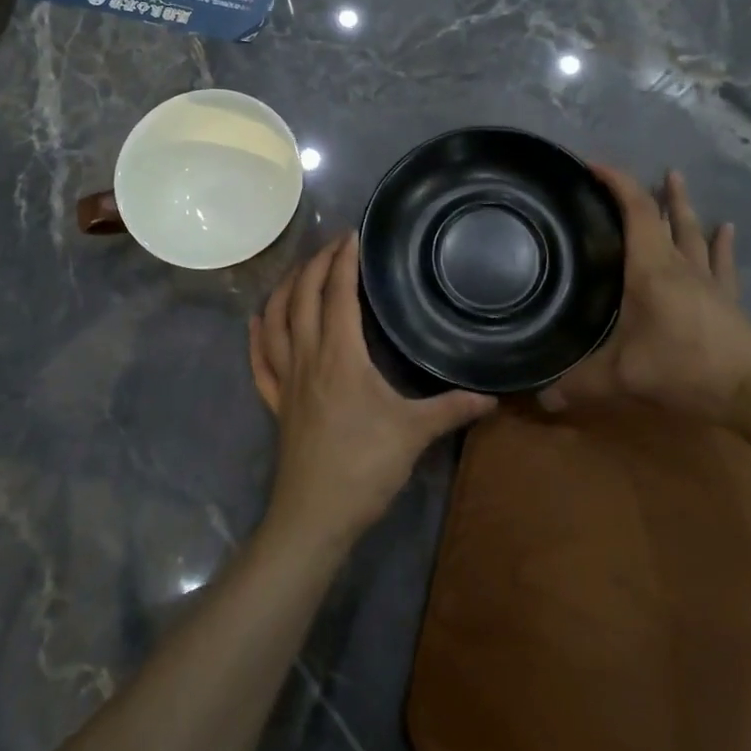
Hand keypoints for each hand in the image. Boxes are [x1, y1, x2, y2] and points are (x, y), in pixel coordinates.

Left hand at [250, 233, 495, 547]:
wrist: (315, 515)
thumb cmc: (364, 467)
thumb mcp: (415, 433)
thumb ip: (453, 408)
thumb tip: (493, 395)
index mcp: (341, 356)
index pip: (338, 294)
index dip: (343, 261)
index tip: (352, 235)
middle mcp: (308, 357)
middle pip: (302, 298)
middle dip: (315, 265)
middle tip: (333, 245)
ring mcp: (286, 380)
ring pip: (276, 322)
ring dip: (285, 291)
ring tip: (298, 271)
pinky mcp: (276, 404)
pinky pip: (260, 361)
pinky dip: (257, 336)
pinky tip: (257, 322)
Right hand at [538, 166, 750, 432]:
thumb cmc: (685, 369)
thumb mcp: (623, 377)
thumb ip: (580, 384)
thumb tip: (541, 397)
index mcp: (651, 269)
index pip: (636, 210)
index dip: (617, 183)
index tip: (594, 166)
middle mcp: (680, 266)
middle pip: (667, 216)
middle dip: (650, 191)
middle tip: (635, 171)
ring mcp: (708, 281)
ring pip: (694, 233)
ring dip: (683, 207)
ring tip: (677, 180)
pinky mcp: (728, 300)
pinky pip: (722, 262)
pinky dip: (720, 244)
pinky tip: (726, 229)